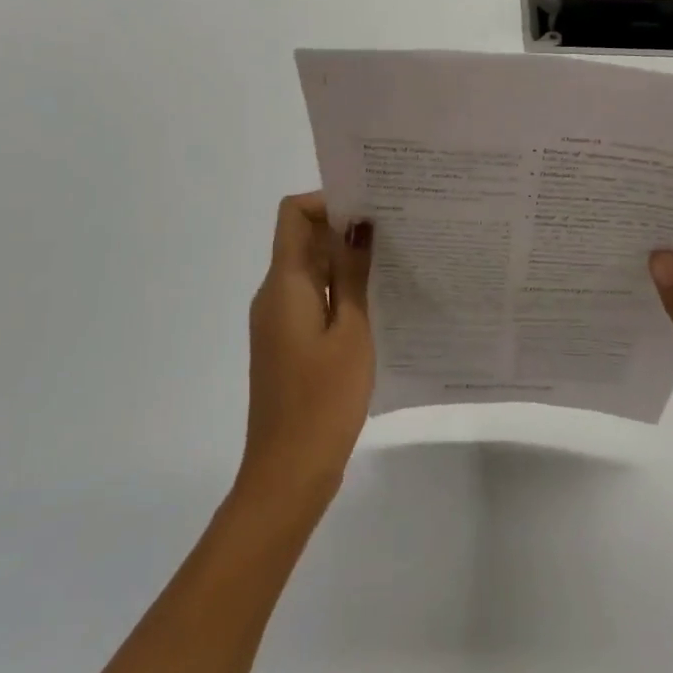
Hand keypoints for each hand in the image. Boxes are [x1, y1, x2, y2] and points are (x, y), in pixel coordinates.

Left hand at [239, 193, 374, 518]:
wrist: (288, 471)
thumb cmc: (323, 400)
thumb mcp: (351, 332)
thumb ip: (352, 276)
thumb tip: (358, 225)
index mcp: (284, 285)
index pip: (293, 215)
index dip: (328, 201)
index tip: (372, 207)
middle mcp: (274, 295)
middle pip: (303, 240)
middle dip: (345, 228)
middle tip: (399, 230)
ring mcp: (278, 322)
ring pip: (311, 272)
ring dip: (346, 262)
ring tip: (397, 262)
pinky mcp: (289, 345)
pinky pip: (313, 301)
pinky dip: (341, 293)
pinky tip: (380, 304)